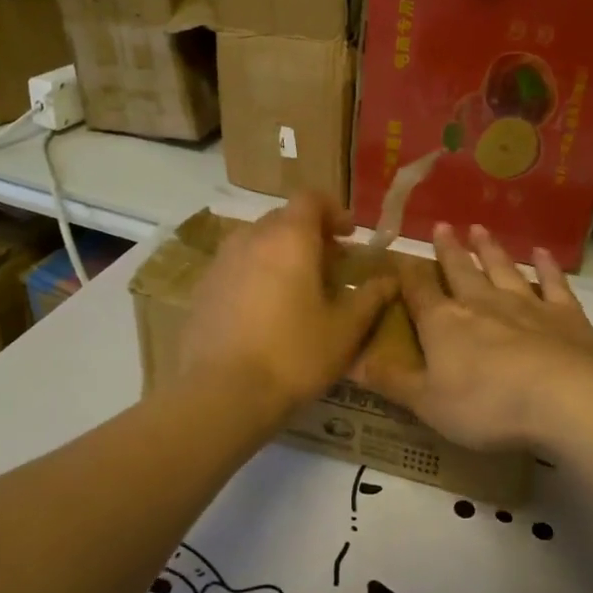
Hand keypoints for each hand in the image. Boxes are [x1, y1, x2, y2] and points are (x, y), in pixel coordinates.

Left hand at [176, 195, 396, 417]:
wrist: (219, 394)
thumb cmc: (293, 355)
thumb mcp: (344, 330)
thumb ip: (369, 298)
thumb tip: (390, 280)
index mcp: (289, 238)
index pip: (310, 198)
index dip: (333, 210)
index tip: (349, 236)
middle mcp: (252, 238)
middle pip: (283, 219)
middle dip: (310, 234)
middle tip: (330, 266)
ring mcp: (221, 262)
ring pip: (257, 242)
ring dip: (281, 253)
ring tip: (298, 289)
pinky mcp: (203, 289)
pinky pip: (237, 266)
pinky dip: (257, 274)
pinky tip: (266, 312)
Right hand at [357, 223, 592, 453]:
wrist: (561, 398)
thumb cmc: (485, 404)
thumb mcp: (427, 403)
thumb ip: (392, 380)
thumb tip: (352, 362)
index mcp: (444, 323)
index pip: (420, 292)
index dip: (409, 274)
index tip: (403, 255)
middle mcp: (482, 303)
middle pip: (461, 271)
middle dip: (450, 250)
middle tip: (443, 226)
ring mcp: (525, 304)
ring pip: (503, 269)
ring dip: (490, 250)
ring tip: (480, 230)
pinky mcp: (564, 315)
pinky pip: (553, 284)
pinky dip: (547, 267)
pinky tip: (542, 253)